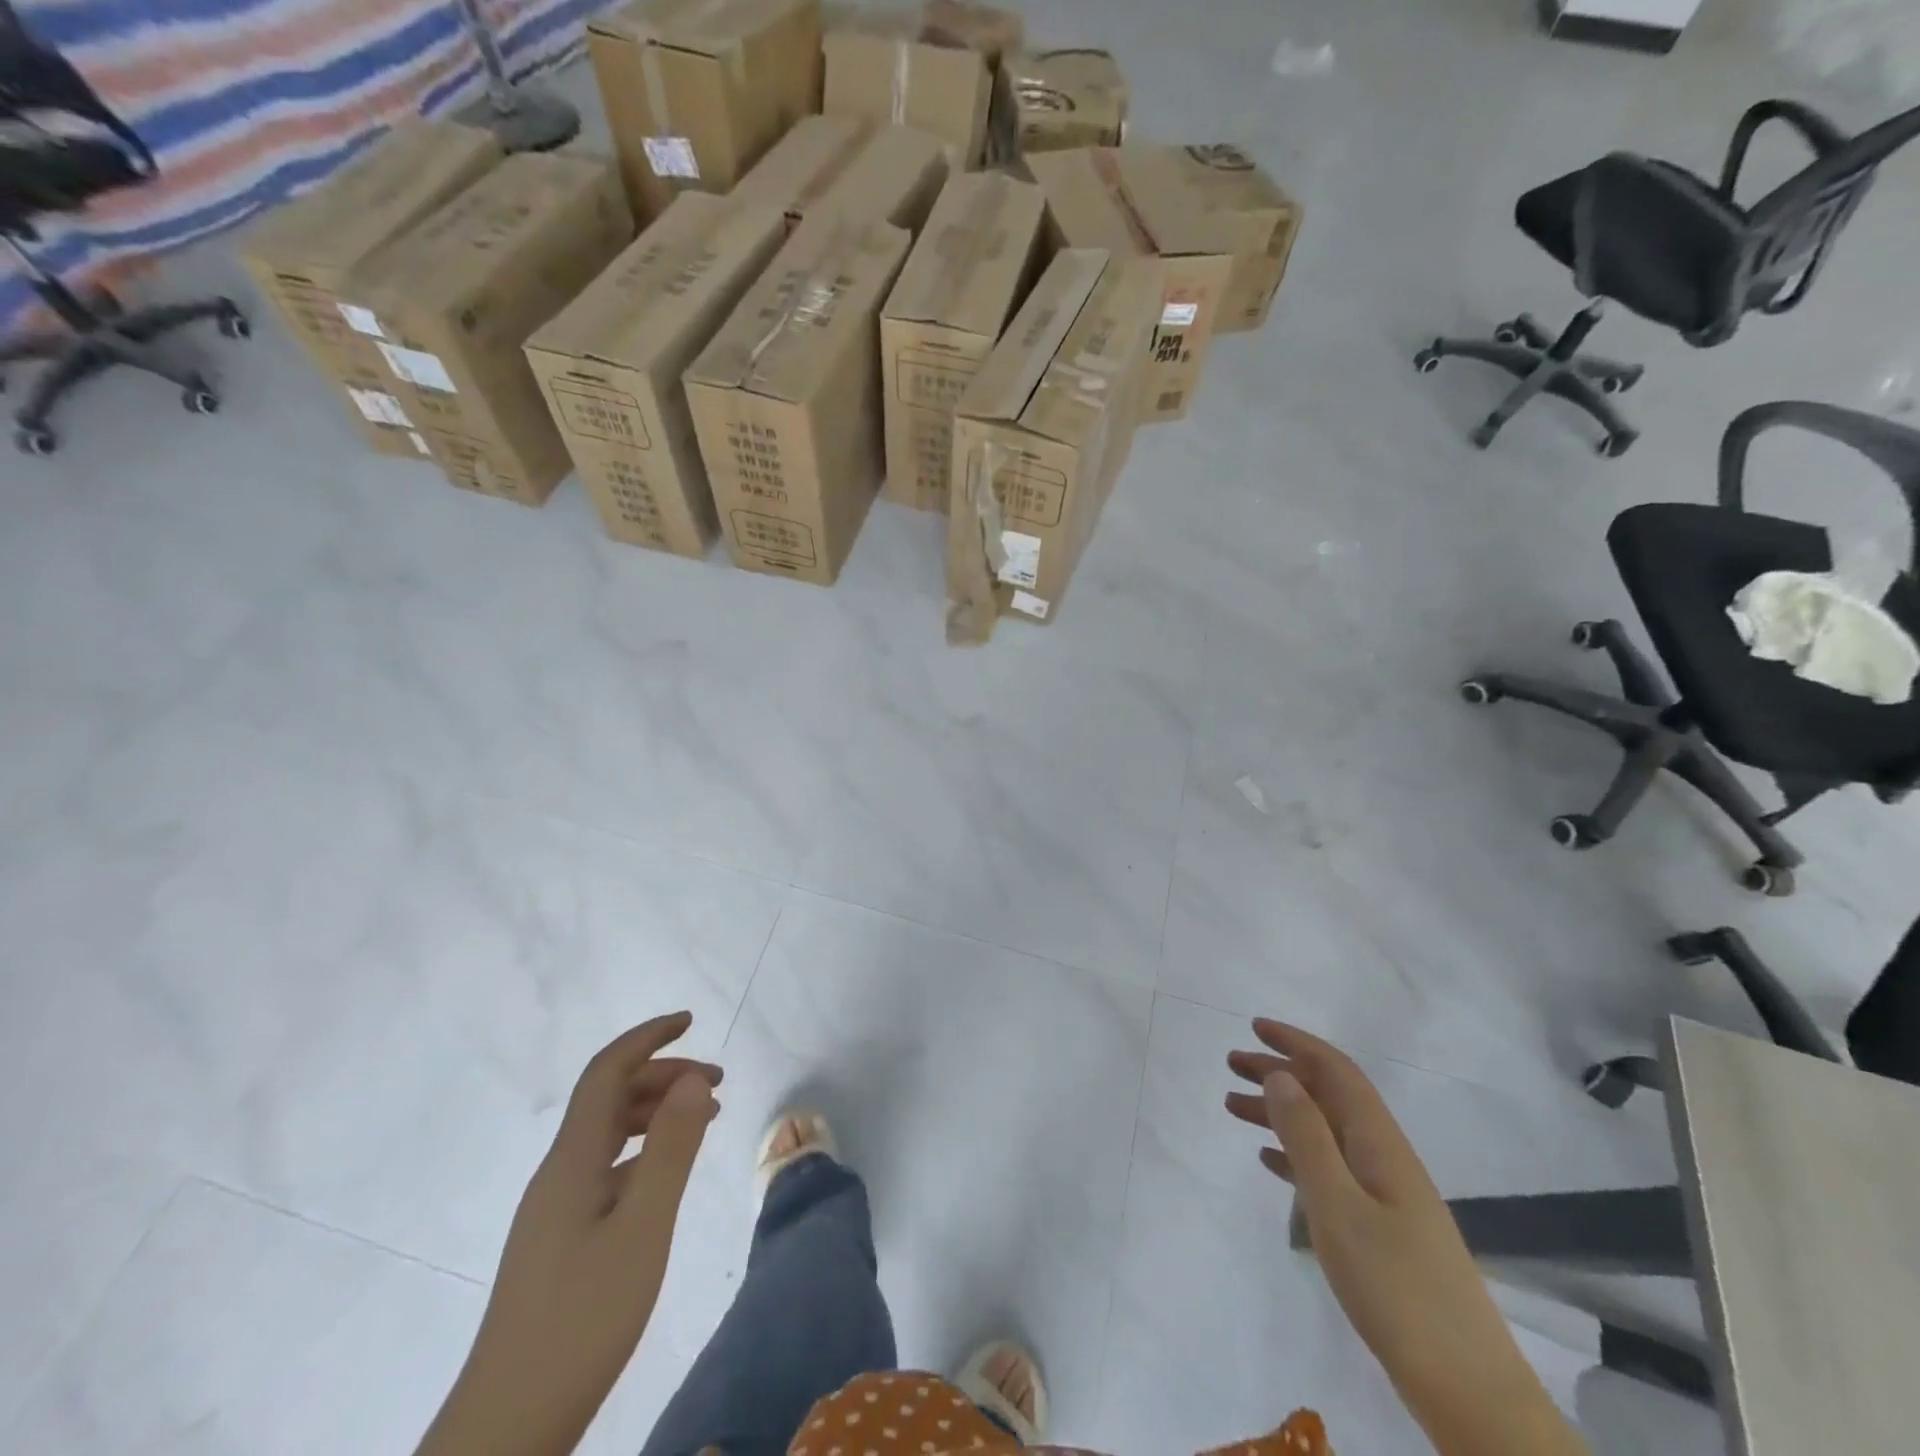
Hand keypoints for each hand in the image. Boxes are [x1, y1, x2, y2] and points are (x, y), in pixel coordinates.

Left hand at [417, 1013, 721, 1455]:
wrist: (508, 1427)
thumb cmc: (582, 1319)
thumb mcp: (643, 1228)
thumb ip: (671, 1148)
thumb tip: (694, 1078)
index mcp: (572, 1160)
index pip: (606, 1072)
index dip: (647, 1038)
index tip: (691, 1019)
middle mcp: (558, 1173)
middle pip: (608, 1098)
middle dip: (663, 1075)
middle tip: (718, 1083)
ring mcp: (555, 1208)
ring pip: (607, 1133)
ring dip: (654, 1111)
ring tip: (704, 1119)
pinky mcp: (560, 1239)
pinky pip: (606, 1166)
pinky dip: (643, 1149)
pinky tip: (666, 1173)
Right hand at [1226, 1019, 1586, 1455]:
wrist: (1468, 1389)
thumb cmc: (1396, 1287)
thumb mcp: (1338, 1205)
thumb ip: (1306, 1136)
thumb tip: (1280, 1074)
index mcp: (1379, 1143)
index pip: (1336, 1071)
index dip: (1296, 1043)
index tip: (1255, 1026)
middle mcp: (1383, 1157)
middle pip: (1327, 1096)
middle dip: (1280, 1072)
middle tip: (1231, 1064)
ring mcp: (1385, 1195)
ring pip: (1324, 1131)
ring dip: (1280, 1112)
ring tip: (1233, 1107)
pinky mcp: (1381, 1229)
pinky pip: (1329, 1168)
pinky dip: (1295, 1153)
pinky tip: (1269, 1160)